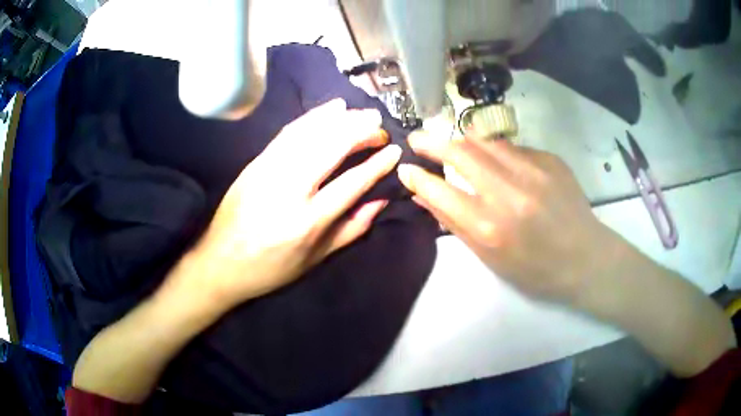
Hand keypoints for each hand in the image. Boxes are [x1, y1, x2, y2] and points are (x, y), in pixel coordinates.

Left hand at [166, 99, 400, 308]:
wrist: (219, 262)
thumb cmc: (270, 268)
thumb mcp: (315, 259)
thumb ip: (351, 229)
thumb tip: (380, 201)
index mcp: (308, 221)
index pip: (351, 182)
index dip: (377, 164)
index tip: (394, 150)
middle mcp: (289, 190)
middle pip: (331, 148)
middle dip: (361, 131)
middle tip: (379, 126)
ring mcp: (269, 171)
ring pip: (310, 134)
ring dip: (341, 119)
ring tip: (362, 112)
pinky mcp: (255, 162)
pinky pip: (289, 132)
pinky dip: (312, 117)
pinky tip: (330, 109)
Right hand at [397, 132, 618, 301]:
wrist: (585, 257)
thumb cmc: (535, 269)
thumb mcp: (491, 258)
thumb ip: (455, 224)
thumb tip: (425, 196)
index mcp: (490, 227)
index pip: (439, 190)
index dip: (417, 177)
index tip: (405, 168)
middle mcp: (508, 192)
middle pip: (459, 153)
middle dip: (431, 142)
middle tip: (418, 139)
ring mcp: (533, 170)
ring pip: (485, 141)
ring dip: (463, 142)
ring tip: (456, 147)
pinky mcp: (550, 159)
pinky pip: (512, 148)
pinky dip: (497, 152)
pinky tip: (501, 165)